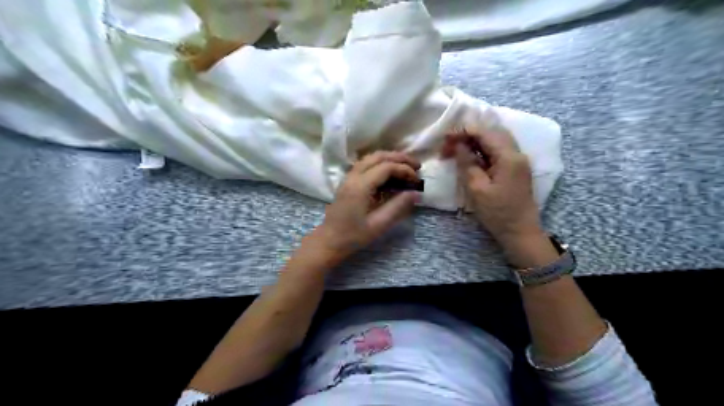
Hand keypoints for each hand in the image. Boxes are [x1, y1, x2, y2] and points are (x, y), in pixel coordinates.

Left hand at [306, 151, 421, 264]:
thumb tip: (416, 193)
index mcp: (360, 186)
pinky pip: (366, 164)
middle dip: (399, 158)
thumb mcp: (379, 224)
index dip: (404, 170)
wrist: (329, 241)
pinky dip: (381, 163)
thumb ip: (398, 206)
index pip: (386, 167)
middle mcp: (353, 176)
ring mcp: (349, 177)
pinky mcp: (348, 181)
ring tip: (407, 166)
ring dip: (390, 158)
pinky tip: (391, 173)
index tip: (417, 180)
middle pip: (378, 156)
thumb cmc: (353, 236)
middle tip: (417, 165)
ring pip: (371, 158)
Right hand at [441, 129, 542, 249]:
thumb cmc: (497, 213)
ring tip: (457, 149)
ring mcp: (518, 160)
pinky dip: (483, 148)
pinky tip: (471, 155)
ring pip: (496, 139)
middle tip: (449, 144)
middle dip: (468, 133)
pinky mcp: (516, 167)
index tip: (444, 139)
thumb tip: (459, 144)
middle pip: (491, 131)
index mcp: (508, 157)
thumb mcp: (476, 189)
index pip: (484, 132)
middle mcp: (517, 153)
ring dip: (475, 140)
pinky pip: (499, 149)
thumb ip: (467, 163)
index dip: (463, 131)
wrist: (520, 231)